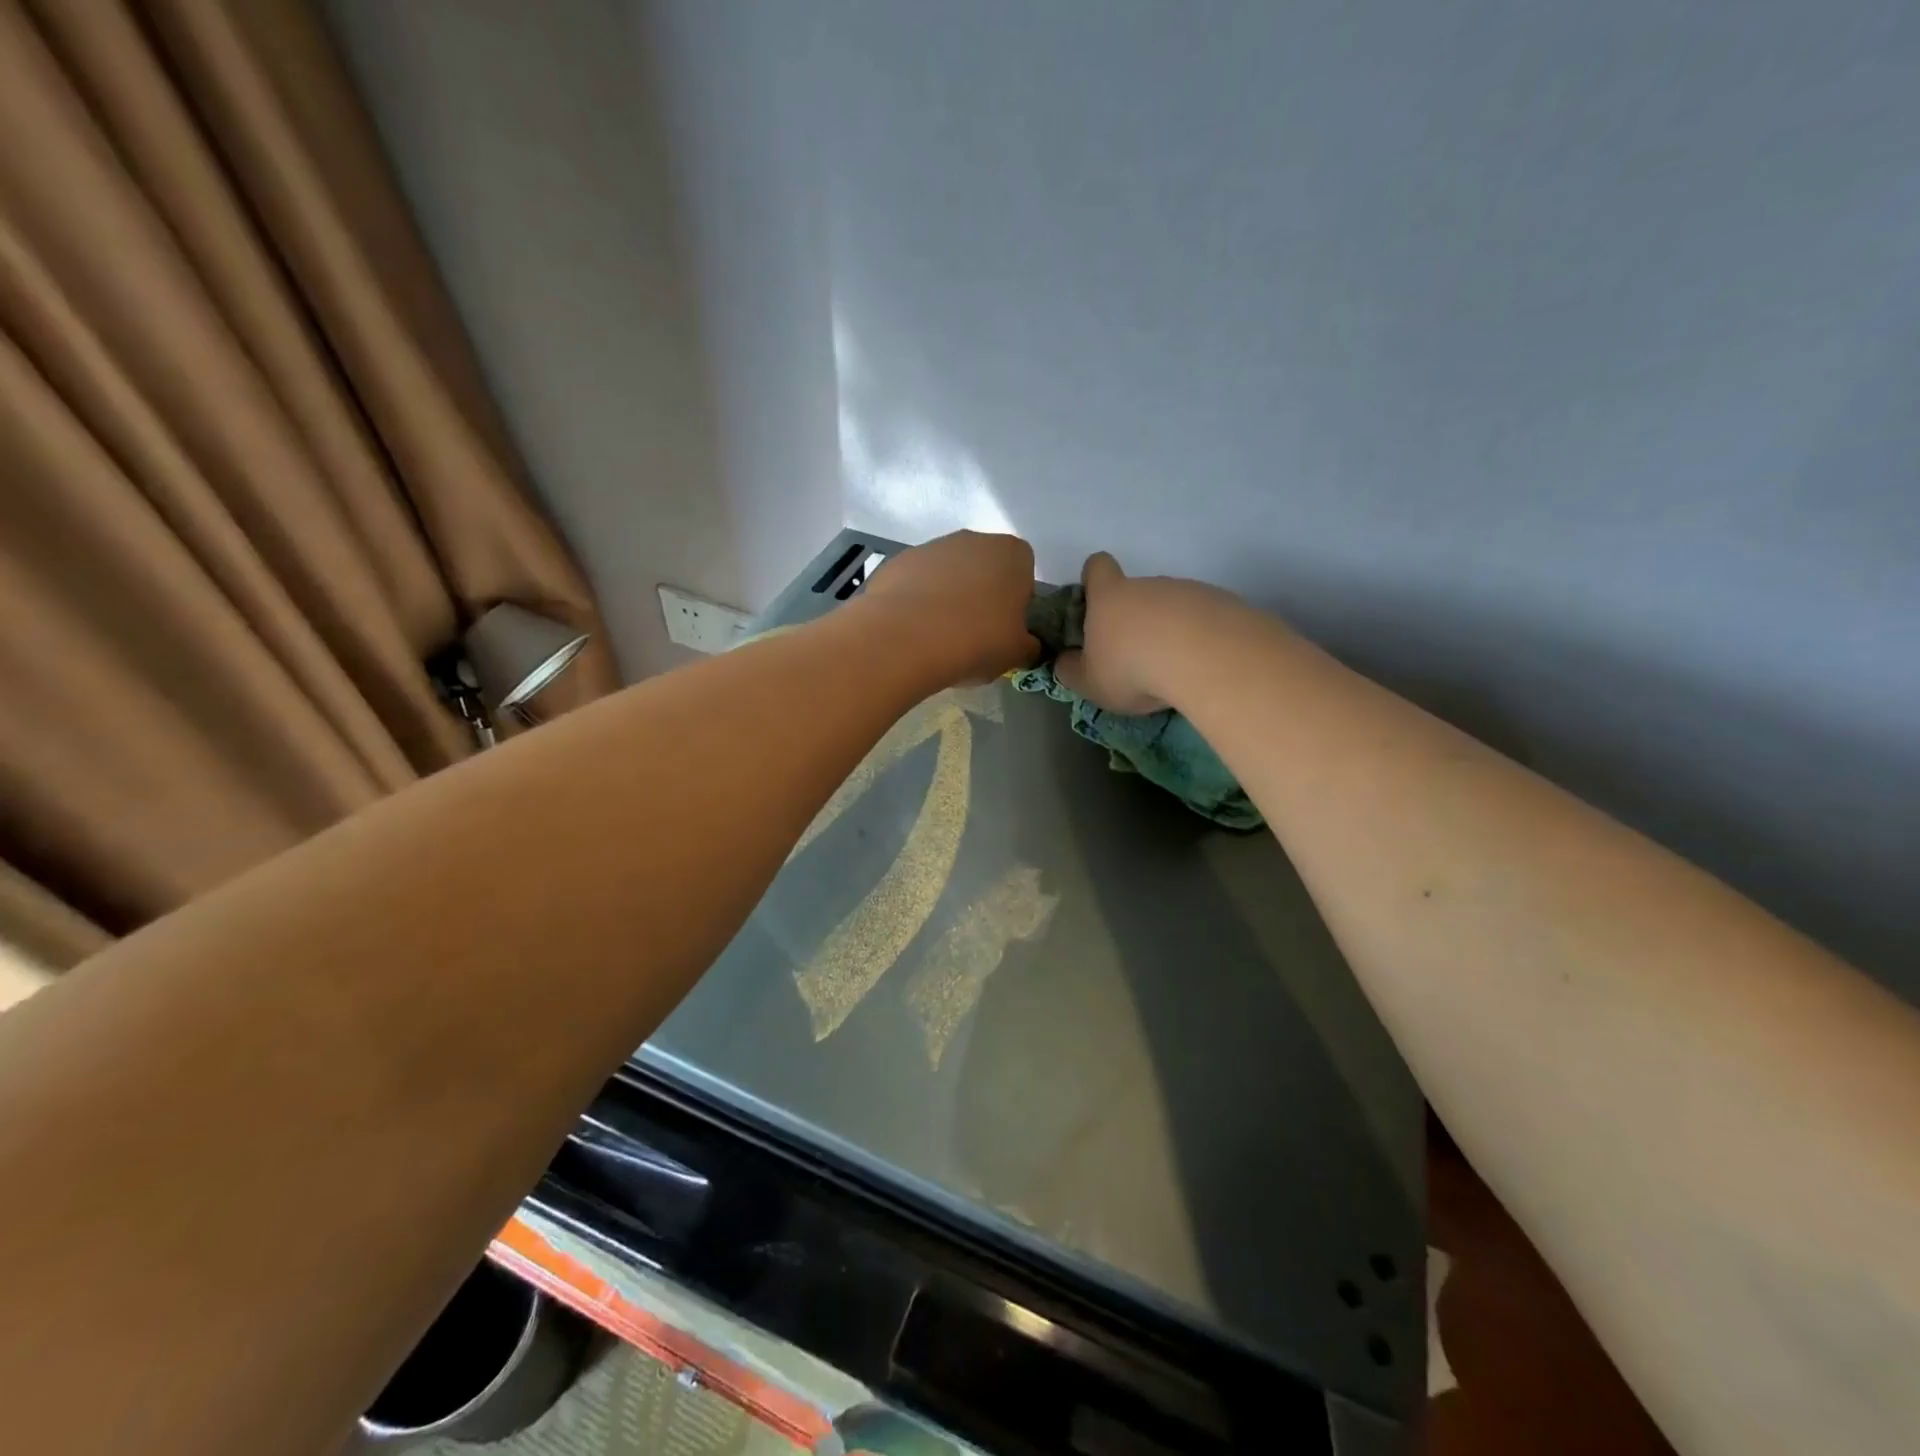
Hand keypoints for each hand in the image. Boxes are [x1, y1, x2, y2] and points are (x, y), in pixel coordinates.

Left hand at [862, 530, 1039, 684]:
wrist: (906, 639)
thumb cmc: (977, 641)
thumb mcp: (1017, 653)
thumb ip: (1028, 645)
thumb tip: (1026, 646)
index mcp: (1012, 554)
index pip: (1023, 573)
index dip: (1015, 603)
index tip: (1004, 629)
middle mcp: (973, 539)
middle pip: (983, 569)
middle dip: (980, 597)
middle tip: (973, 636)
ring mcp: (931, 547)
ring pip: (947, 575)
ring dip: (946, 599)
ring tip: (938, 638)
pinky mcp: (897, 561)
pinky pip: (915, 583)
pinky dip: (915, 603)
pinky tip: (912, 632)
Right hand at [1054, 552, 1242, 712]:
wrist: (1206, 659)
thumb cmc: (1133, 668)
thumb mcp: (1089, 682)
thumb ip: (1071, 670)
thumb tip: (1065, 661)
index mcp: (1110, 596)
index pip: (1097, 566)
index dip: (1094, 580)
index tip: (1095, 604)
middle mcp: (1148, 585)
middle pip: (1137, 591)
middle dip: (1136, 618)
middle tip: (1136, 657)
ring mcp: (1188, 590)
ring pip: (1173, 606)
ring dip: (1170, 630)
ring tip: (1174, 668)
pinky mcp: (1223, 603)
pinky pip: (1205, 618)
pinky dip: (1200, 638)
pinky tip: (1202, 666)